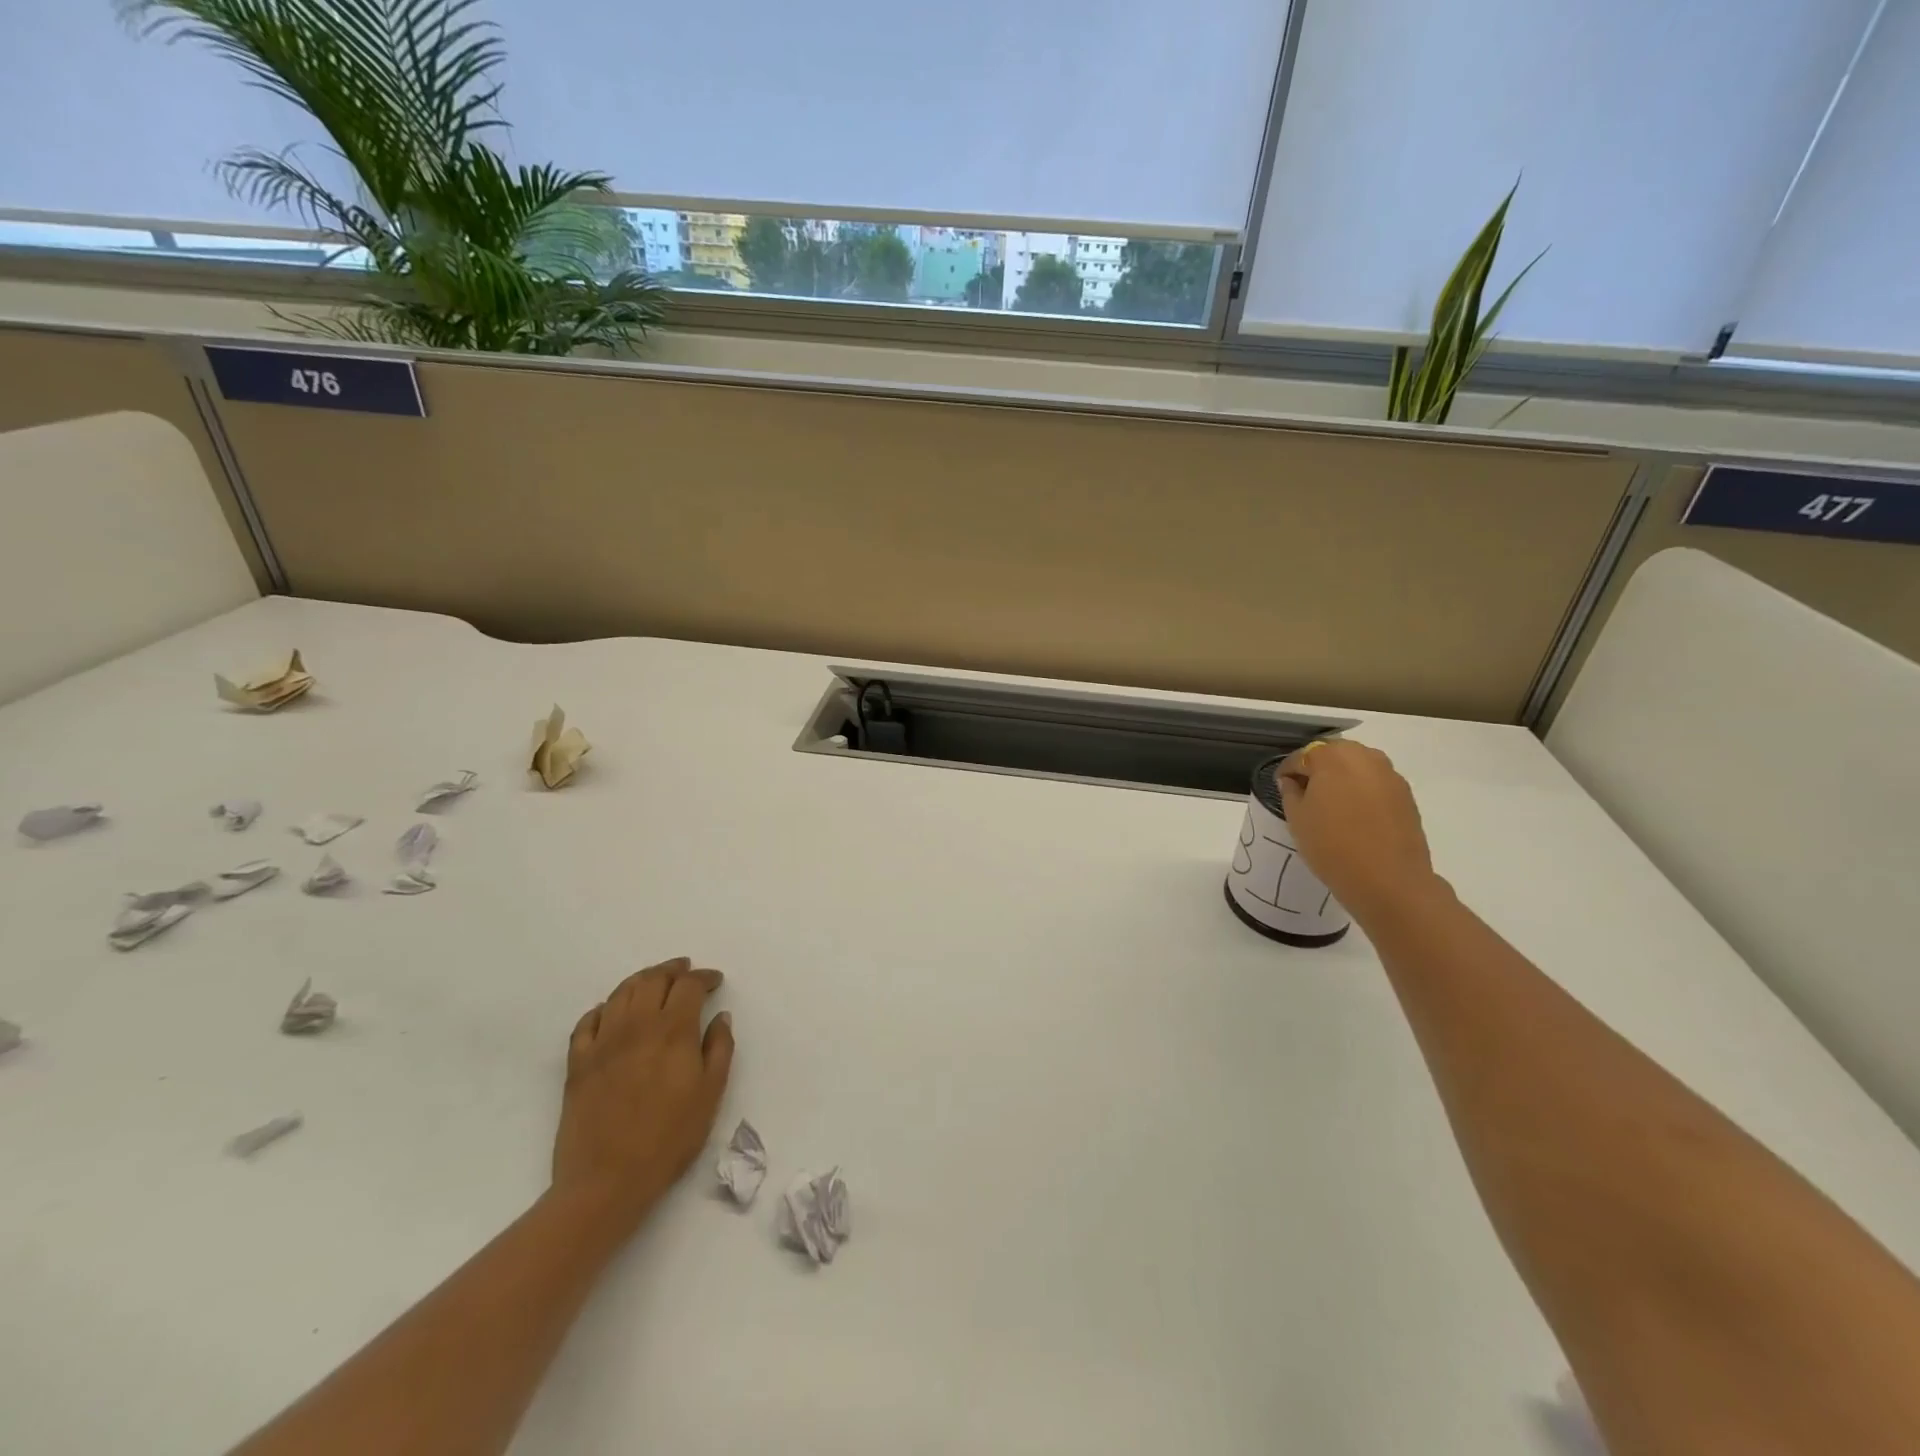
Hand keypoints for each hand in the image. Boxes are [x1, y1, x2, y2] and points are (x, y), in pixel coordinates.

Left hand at [552, 957, 734, 1232]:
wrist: (606, 1181)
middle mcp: (637, 1025)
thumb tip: (720, 1016)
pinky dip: (603, 1008)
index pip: (689, 985)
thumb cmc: (669, 1139)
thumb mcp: (710, 1094)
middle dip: (673, 970)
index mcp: (673, 1030)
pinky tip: (612, 1011)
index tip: (715, 981)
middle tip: (686, 971)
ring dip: (642, 980)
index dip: (704, 977)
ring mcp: (603, 1041)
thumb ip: (720, 1048)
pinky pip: (588, 1021)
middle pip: (654, 979)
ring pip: (621, 993)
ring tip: (654, 981)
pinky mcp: (577, 1062)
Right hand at [1276, 740, 1441, 924]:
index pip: (1301, 756)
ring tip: (1331, 805)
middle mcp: (1364, 757)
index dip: (1287, 771)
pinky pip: (1375, 782)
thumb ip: (1291, 792)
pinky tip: (1354, 815)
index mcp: (1332, 757)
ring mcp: (1389, 774)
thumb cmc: (1332, 846)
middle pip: (1333, 754)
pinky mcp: (1406, 794)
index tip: (1281, 787)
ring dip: (1341, 777)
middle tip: (1305, 794)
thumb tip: (1293, 782)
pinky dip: (1362, 790)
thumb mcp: (1297, 818)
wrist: (1389, 880)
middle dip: (1317, 768)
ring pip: (1357, 766)